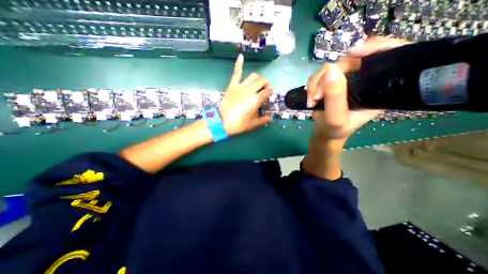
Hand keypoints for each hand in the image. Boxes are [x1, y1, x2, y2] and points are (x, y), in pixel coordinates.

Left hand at [219, 54, 272, 135]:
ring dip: (257, 78)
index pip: (267, 92)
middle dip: (266, 83)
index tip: (270, 94)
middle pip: (262, 81)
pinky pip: (236, 73)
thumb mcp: (253, 124)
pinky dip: (239, 64)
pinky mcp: (232, 85)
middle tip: (265, 88)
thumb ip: (263, 120)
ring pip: (252, 76)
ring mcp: (241, 86)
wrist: (223, 122)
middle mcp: (250, 90)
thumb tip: (270, 118)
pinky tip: (241, 56)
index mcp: (256, 99)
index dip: (270, 92)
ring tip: (257, 82)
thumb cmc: (239, 124)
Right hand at [309, 36, 408, 141]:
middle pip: (350, 61)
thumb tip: (330, 69)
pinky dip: (312, 85)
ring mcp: (345, 80)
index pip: (389, 55)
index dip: (376, 46)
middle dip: (329, 76)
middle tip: (318, 95)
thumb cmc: (335, 129)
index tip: (353, 53)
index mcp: (377, 87)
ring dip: (316, 83)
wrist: (324, 132)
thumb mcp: (336, 118)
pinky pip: (319, 75)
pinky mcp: (330, 83)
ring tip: (313, 99)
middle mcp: (363, 79)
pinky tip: (311, 97)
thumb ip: (335, 97)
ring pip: (330, 68)